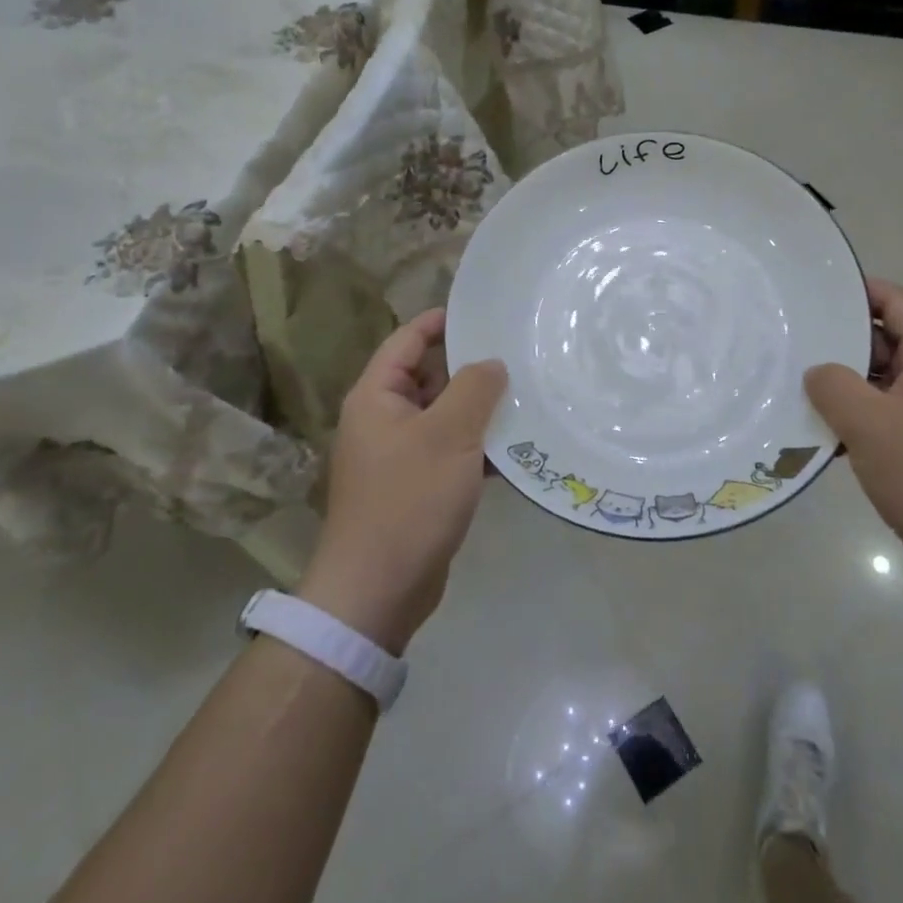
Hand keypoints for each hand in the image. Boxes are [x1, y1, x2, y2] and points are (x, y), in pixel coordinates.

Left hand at [297, 308, 507, 655]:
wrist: (378, 590)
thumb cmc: (409, 500)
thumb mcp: (449, 435)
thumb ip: (474, 389)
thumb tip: (492, 363)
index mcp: (377, 398)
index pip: (406, 341)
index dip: (439, 322)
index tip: (479, 312)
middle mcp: (383, 420)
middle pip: (428, 377)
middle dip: (469, 368)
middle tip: (516, 354)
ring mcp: (399, 456)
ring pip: (444, 416)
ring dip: (478, 410)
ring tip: (526, 395)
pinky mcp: (416, 487)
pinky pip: (450, 451)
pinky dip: (477, 446)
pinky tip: (515, 449)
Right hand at [805, 279, 902, 598]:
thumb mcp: (871, 423)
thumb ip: (834, 386)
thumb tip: (817, 372)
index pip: (896, 301)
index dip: (857, 290)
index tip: (812, 293)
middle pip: (884, 341)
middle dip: (839, 340)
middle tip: (790, 340)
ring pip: (878, 383)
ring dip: (841, 385)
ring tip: (791, 384)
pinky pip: (881, 418)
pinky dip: (852, 419)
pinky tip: (816, 432)